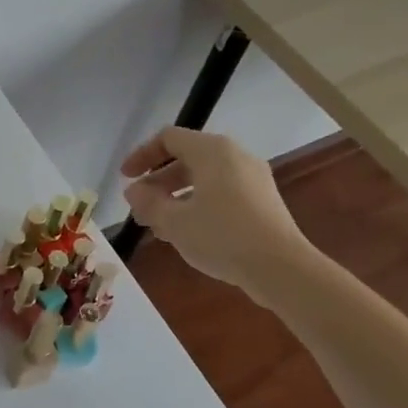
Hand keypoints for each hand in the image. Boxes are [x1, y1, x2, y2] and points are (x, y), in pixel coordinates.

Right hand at [120, 126, 317, 301]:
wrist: (281, 268)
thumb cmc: (222, 236)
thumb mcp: (174, 221)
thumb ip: (148, 202)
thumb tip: (134, 191)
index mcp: (213, 151)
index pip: (168, 138)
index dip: (142, 155)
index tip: (126, 178)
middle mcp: (235, 156)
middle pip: (186, 158)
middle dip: (158, 182)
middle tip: (140, 207)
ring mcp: (253, 178)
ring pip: (204, 178)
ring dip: (176, 196)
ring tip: (158, 225)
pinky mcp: (262, 200)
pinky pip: (221, 192)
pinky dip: (198, 204)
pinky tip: (187, 232)